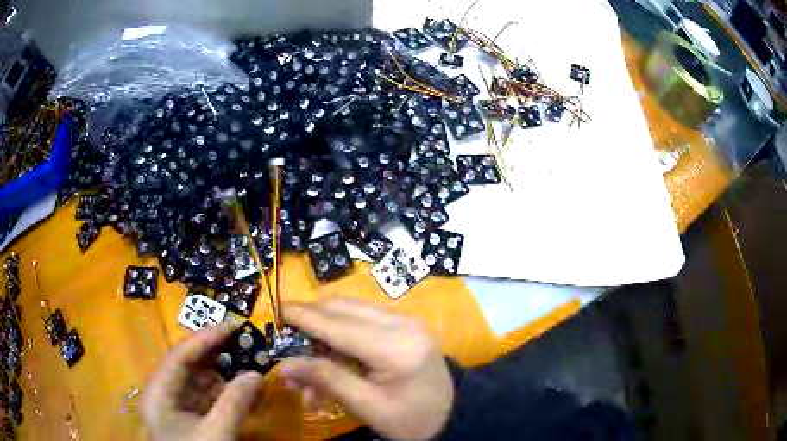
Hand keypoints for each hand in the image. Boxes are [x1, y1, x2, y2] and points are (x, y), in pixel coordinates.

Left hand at [142, 323, 264, 440]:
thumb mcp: (217, 434)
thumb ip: (235, 403)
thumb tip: (257, 373)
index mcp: (159, 392)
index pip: (180, 356)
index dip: (206, 338)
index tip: (234, 325)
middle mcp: (162, 391)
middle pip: (188, 364)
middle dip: (217, 354)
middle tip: (244, 342)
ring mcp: (174, 404)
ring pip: (198, 379)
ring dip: (223, 372)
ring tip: (247, 364)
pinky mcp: (186, 414)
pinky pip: (204, 395)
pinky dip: (223, 390)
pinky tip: (241, 389)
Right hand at [279, 298, 454, 440]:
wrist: (453, 413)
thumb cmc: (412, 419)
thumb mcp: (368, 407)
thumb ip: (327, 380)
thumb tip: (285, 366)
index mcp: (396, 347)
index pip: (338, 325)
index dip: (304, 317)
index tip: (277, 311)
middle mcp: (402, 323)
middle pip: (343, 309)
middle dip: (311, 323)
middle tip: (290, 347)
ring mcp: (405, 320)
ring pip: (350, 311)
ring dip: (324, 330)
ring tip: (310, 363)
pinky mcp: (404, 325)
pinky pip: (362, 319)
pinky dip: (341, 334)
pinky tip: (332, 359)